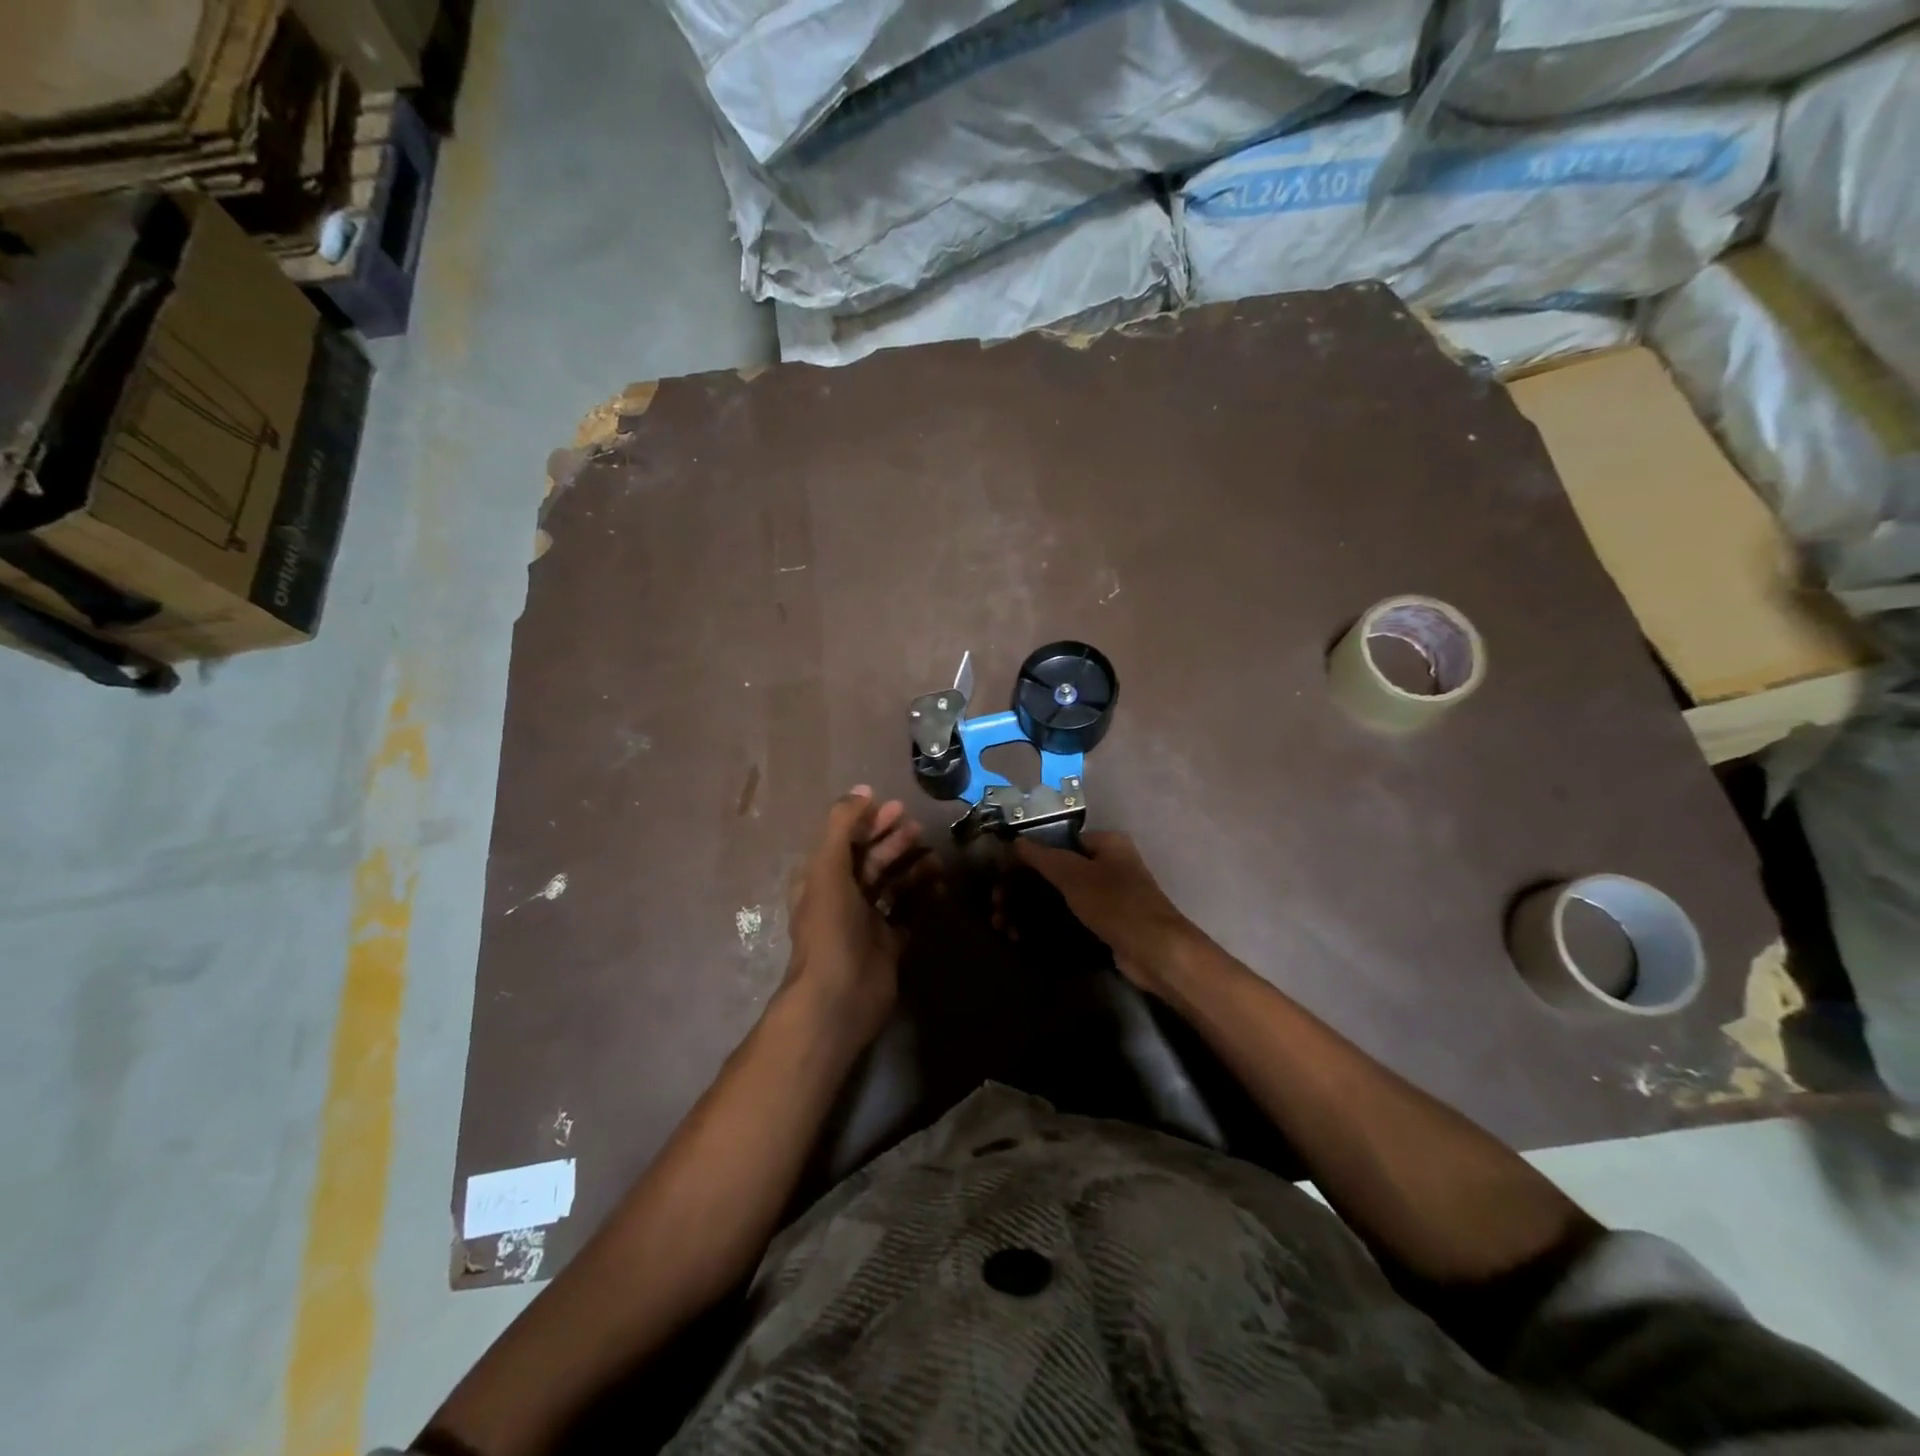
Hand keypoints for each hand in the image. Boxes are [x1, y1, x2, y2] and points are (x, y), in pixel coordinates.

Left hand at [782, 787, 925, 1050]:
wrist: (838, 997)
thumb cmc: (830, 928)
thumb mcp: (828, 868)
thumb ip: (842, 826)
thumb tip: (863, 790)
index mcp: (822, 878)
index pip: (846, 840)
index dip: (869, 821)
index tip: (897, 806)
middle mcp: (843, 897)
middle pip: (871, 860)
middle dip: (894, 842)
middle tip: (919, 829)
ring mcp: (867, 922)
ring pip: (893, 885)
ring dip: (913, 868)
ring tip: (937, 858)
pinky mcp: (889, 944)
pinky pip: (910, 912)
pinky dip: (924, 898)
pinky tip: (942, 886)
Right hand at [1014, 832, 1198, 992]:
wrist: (1155, 952)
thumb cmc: (1115, 903)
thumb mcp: (1074, 875)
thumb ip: (1043, 856)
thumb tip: (1015, 841)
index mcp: (1106, 843)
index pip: (1059, 840)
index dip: (1028, 854)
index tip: (1003, 873)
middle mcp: (1109, 865)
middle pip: (1055, 871)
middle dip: (1023, 887)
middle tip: (997, 904)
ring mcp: (1108, 896)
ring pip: (1059, 897)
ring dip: (1029, 908)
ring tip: (1003, 926)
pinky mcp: (1105, 924)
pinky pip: (1068, 918)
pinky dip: (1046, 924)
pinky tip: (1022, 937)